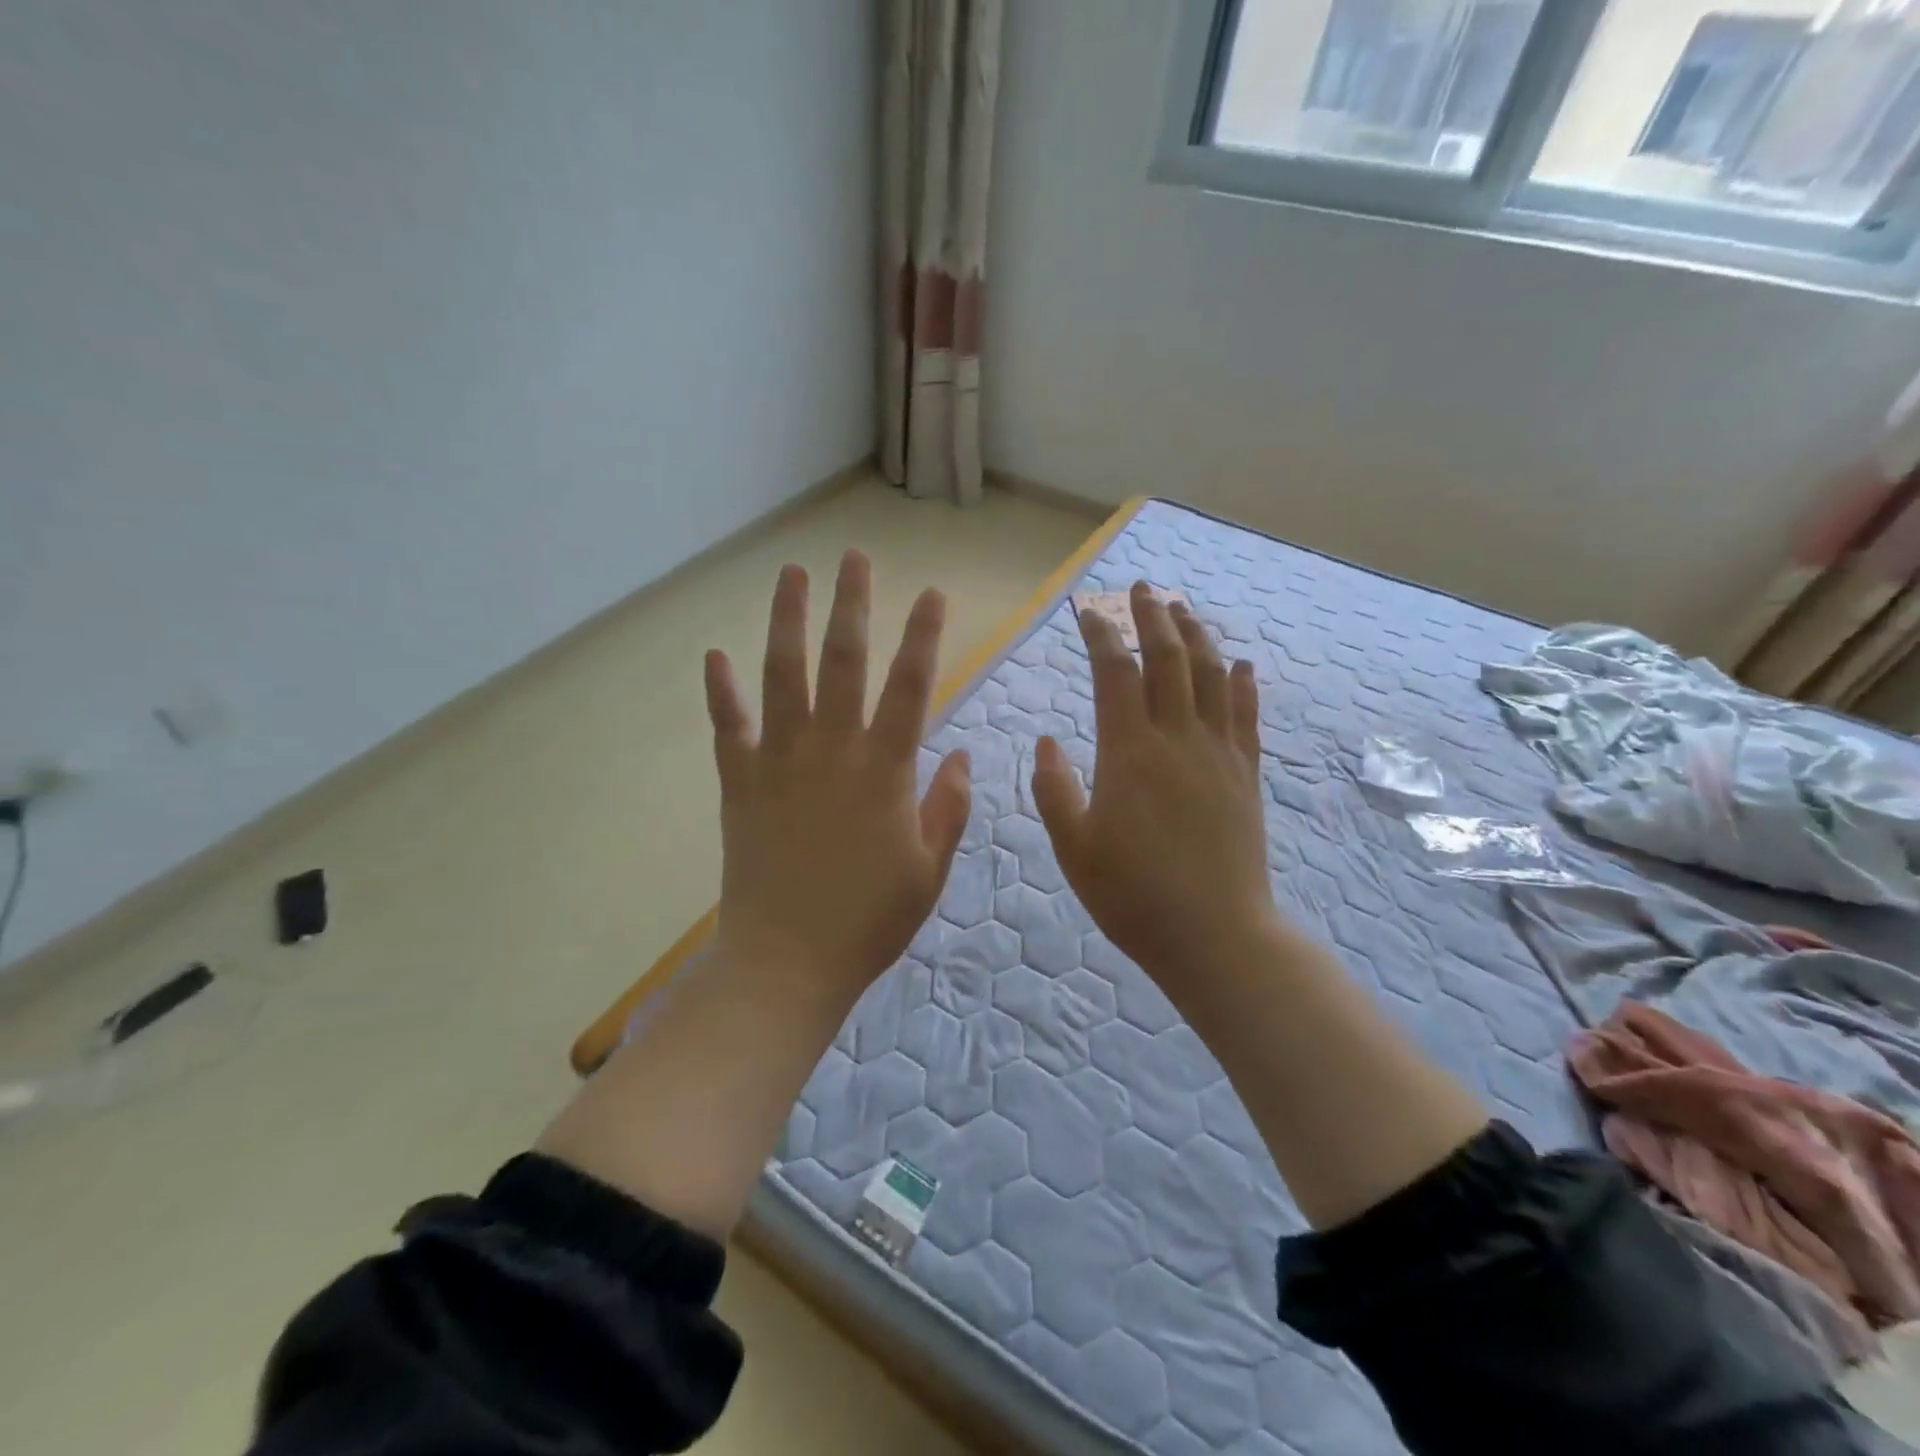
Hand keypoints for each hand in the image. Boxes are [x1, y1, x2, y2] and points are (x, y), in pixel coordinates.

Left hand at [703, 550, 970, 998]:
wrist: (787, 963)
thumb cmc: (869, 921)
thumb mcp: (929, 870)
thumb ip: (949, 808)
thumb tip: (963, 757)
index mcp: (884, 771)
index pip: (911, 687)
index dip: (923, 636)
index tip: (931, 593)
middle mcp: (831, 752)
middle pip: (843, 663)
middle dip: (851, 605)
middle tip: (854, 557)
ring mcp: (779, 763)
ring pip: (782, 676)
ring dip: (787, 621)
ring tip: (791, 574)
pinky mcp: (739, 785)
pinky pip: (727, 728)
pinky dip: (720, 691)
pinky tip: (714, 653)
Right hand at [1031, 583, 1276, 988]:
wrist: (1215, 935)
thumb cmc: (1132, 895)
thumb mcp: (1073, 846)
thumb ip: (1054, 788)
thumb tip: (1048, 740)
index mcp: (1129, 753)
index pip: (1115, 674)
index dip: (1102, 636)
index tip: (1088, 612)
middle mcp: (1178, 740)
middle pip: (1169, 660)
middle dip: (1153, 618)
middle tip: (1142, 589)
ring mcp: (1219, 755)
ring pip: (1211, 678)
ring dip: (1197, 637)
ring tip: (1183, 610)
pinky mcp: (1246, 776)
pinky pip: (1246, 716)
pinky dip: (1242, 684)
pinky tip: (1241, 664)